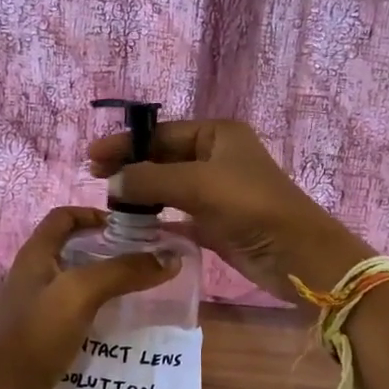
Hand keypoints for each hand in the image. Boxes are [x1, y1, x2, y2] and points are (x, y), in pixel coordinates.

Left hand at [0, 207, 179, 388]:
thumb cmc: (35, 334)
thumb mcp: (80, 294)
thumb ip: (122, 271)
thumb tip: (170, 257)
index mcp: (37, 253)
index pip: (66, 216)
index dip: (96, 214)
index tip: (131, 228)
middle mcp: (35, 272)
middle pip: (75, 246)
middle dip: (110, 248)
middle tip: (145, 258)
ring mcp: (38, 303)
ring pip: (78, 279)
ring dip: (108, 279)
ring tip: (142, 288)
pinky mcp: (44, 330)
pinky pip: (78, 308)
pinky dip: (101, 307)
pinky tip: (122, 320)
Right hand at [87, 120, 373, 300]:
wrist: (296, 254)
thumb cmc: (250, 206)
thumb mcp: (198, 185)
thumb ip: (151, 180)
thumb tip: (111, 181)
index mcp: (217, 135)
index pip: (161, 133)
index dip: (126, 143)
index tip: (92, 156)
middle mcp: (216, 157)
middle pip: (162, 157)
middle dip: (130, 166)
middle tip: (93, 177)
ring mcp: (216, 190)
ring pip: (168, 186)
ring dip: (141, 193)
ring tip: (107, 202)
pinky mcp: (215, 221)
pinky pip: (177, 214)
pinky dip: (157, 217)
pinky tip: (132, 224)